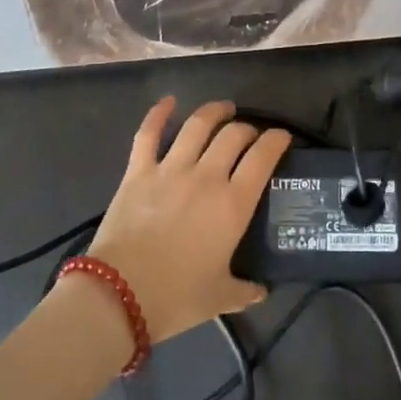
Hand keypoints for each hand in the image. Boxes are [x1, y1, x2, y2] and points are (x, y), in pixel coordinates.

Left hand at [87, 99, 290, 343]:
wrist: (119, 297)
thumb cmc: (176, 298)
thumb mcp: (219, 297)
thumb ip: (244, 290)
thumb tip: (261, 291)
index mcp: (233, 204)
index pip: (263, 157)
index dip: (277, 140)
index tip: (282, 137)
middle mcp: (206, 177)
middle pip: (233, 135)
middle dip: (247, 129)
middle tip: (250, 134)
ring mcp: (170, 169)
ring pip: (197, 125)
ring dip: (214, 112)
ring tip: (223, 108)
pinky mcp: (138, 171)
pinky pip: (149, 134)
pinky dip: (158, 114)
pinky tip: (168, 101)